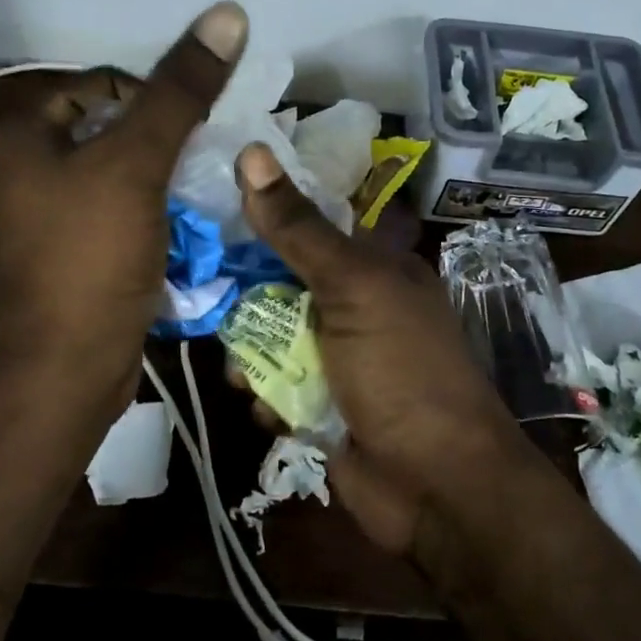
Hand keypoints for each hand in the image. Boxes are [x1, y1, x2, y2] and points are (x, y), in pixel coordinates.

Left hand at [0, 3, 246, 419]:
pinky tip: (179, 232)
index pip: (95, 86)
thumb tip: (226, 14)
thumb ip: (180, 92)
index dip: (147, 97)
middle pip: (107, 132)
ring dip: (160, 181)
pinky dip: (147, 216)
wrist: (67, 370)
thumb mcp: (137, 164)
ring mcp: (41, 221)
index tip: (188, 131)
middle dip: (159, 143)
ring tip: (198, 196)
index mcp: (20, 139)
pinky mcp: (65, 259)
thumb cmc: (92, 258)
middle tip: (200, 163)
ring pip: (115, 178)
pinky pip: (113, 218)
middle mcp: (21, 174)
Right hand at [234, 142, 533, 556]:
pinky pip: (275, 386)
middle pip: (281, 282)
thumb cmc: (403, 371)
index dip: (264, 213)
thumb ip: (299, 229)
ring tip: (245, 373)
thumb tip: (251, 153)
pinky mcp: (320, 405)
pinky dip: (266, 396)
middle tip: (204, 293)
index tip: (211, 205)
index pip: (310, 223)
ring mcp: (337, 359)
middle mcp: (355, 306)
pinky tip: (269, 411)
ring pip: (271, 337)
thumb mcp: (353, 288)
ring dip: (251, 354)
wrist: (436, 486)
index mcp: (375, 267)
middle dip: (247, 295)